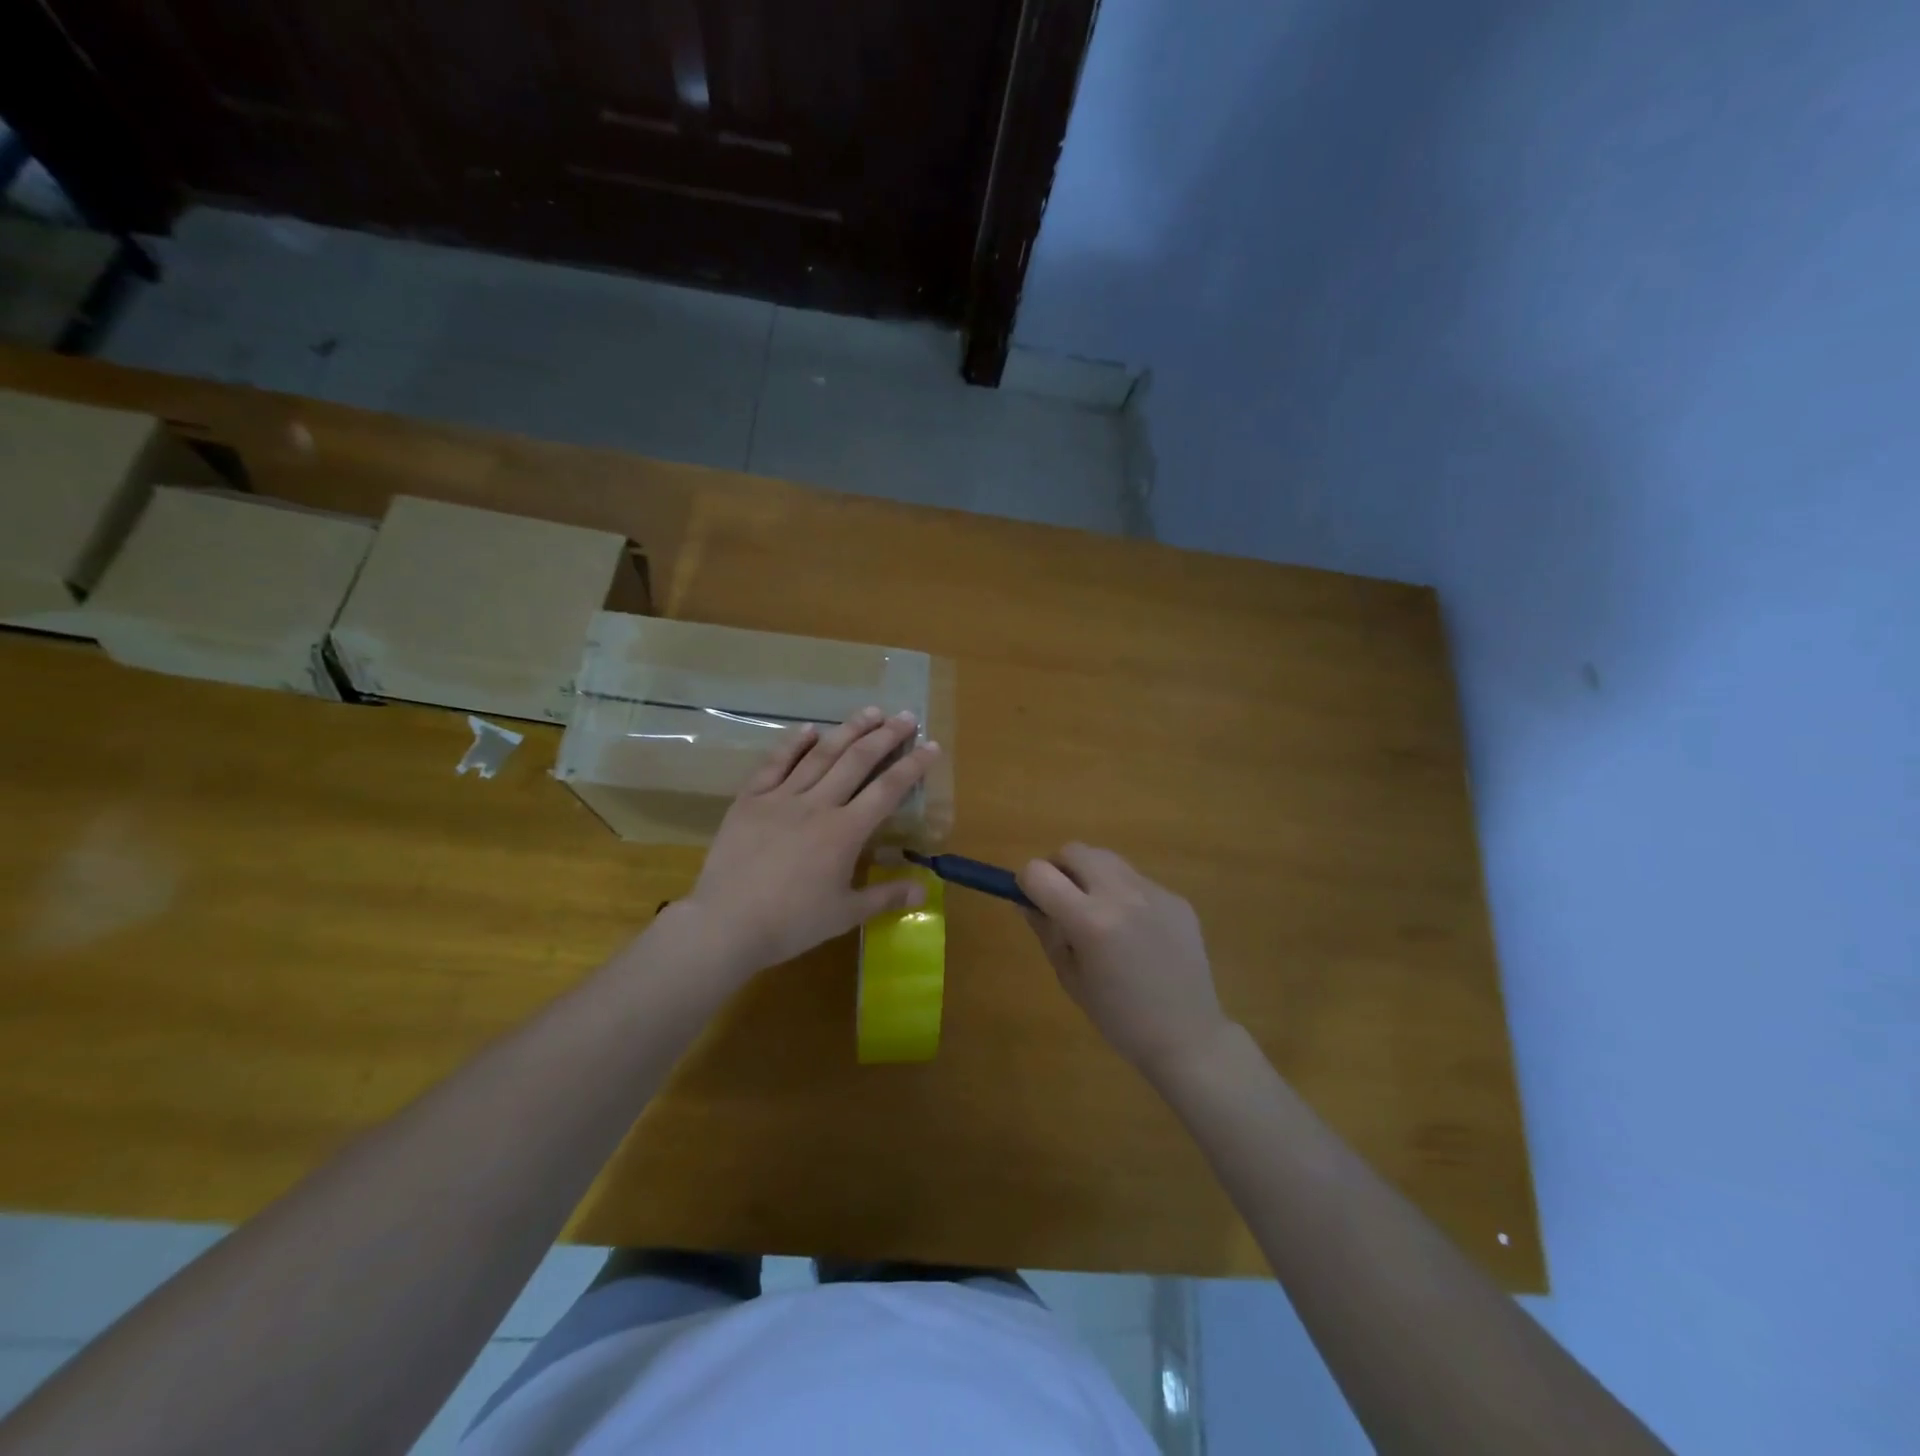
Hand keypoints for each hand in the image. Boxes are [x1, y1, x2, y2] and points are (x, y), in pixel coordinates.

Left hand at [667, 707, 938, 983]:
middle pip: (857, 761)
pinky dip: (793, 743)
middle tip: (905, 716)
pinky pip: (775, 764)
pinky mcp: (750, 800)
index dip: (913, 765)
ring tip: (870, 711)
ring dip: (848, 730)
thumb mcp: (845, 914)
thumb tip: (925, 892)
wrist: (726, 924)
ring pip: (820, 755)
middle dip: (885, 736)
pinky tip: (809, 728)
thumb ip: (886, 897)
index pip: (887, 790)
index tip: (932, 745)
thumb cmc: (792, 923)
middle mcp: (817, 804)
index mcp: (845, 832)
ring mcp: (781, 798)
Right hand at [1017, 844, 1233, 1078]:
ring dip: (1092, 876)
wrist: (1188, 1036)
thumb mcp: (1070, 978)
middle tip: (1062, 900)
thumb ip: (1046, 932)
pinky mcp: (1176, 898)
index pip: (1039, 872)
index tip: (1032, 900)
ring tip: (1099, 914)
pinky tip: (1135, 931)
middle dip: (1059, 868)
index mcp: (1089, 920)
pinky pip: (1137, 881)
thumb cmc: (1119, 1018)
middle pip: (1074, 850)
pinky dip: (1123, 894)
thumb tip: (1027, 901)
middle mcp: (1121, 895)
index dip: (1027, 883)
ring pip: (1108, 859)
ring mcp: (1154, 892)